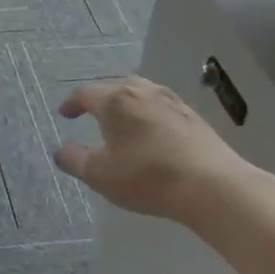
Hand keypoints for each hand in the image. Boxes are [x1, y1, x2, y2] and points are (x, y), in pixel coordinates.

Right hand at [52, 76, 266, 229]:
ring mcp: (173, 102)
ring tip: (124, 122)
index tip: (65, 115)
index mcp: (116, 101)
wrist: (213, 186)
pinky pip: (162, 108)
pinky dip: (150, 114)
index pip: (86, 94)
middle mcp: (143, 93)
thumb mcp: (100, 175)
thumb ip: (75, 160)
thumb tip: (61, 150)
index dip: (72, 104)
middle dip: (101, 99)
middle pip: (116, 87)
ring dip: (128, 104)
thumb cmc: (147, 177)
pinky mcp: (194, 118)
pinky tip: (153, 133)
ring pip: (143, 94)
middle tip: (93, 115)